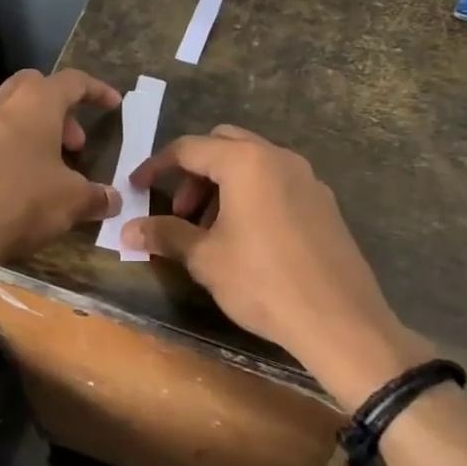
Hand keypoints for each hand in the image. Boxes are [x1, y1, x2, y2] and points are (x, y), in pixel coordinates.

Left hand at [0, 69, 121, 287]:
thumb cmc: (20, 203)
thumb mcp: (71, 202)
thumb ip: (96, 197)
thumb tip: (113, 200)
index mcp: (35, 104)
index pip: (73, 82)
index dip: (96, 91)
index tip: (113, 104)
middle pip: (31, 87)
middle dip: (57, 108)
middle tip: (72, 144)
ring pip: (3, 116)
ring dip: (26, 132)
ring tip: (40, 170)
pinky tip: (4, 188)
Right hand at [123, 126, 412, 403]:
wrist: (340, 320)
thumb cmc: (263, 282)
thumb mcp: (206, 258)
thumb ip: (166, 234)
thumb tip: (127, 229)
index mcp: (246, 162)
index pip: (189, 148)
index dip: (157, 166)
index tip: (137, 187)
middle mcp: (279, 158)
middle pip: (224, 144)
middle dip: (194, 171)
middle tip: (180, 210)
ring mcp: (307, 178)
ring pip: (253, 163)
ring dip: (223, 185)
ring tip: (210, 231)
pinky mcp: (324, 203)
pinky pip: (277, 183)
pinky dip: (252, 195)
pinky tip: (247, 238)